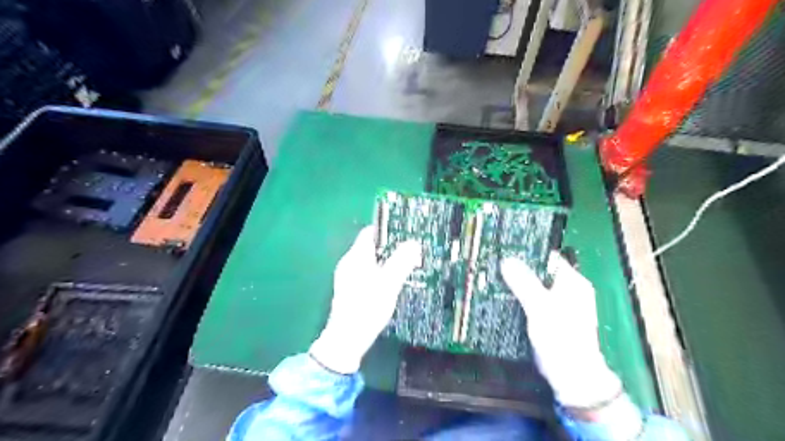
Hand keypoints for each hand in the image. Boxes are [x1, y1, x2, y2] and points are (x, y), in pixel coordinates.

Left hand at [308, 227, 422, 375]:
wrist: (346, 339)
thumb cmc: (368, 307)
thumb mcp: (390, 283)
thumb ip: (402, 261)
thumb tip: (414, 243)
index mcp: (356, 256)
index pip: (370, 232)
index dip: (387, 230)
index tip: (405, 233)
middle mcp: (349, 262)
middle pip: (370, 246)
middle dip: (390, 247)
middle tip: (410, 251)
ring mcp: (347, 276)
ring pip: (369, 261)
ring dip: (386, 261)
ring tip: (405, 266)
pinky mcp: (349, 290)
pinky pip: (366, 273)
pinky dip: (379, 273)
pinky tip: (391, 283)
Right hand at [500, 253, 623, 407]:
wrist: (572, 375)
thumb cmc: (561, 337)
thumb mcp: (540, 306)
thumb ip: (524, 282)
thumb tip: (507, 260)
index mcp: (573, 282)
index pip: (548, 258)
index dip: (527, 253)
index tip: (505, 250)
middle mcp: (568, 290)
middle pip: (540, 272)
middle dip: (519, 269)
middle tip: (495, 264)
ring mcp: (559, 304)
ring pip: (535, 286)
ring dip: (518, 284)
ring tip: (494, 277)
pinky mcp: (550, 317)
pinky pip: (533, 300)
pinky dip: (520, 297)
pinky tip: (503, 296)